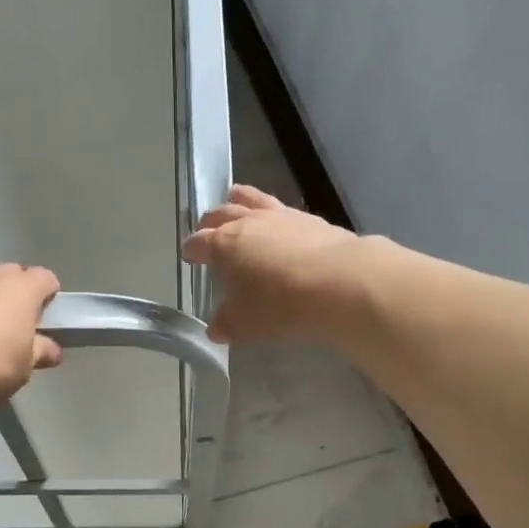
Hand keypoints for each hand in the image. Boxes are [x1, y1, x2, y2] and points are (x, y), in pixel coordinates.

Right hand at [181, 186, 364, 342]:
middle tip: (207, 227)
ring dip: (240, 200)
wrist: (339, 282)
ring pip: (253, 199)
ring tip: (236, 199)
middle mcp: (249, 223)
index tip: (189, 254)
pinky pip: (283, 209)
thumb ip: (228, 323)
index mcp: (224, 244)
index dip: (192, 249)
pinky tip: (280, 224)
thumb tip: (216, 328)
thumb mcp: (246, 322)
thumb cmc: (280, 303)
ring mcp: (281, 217)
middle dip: (211, 221)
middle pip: (223, 213)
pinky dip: (274, 214)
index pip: (200, 242)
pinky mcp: (311, 219)